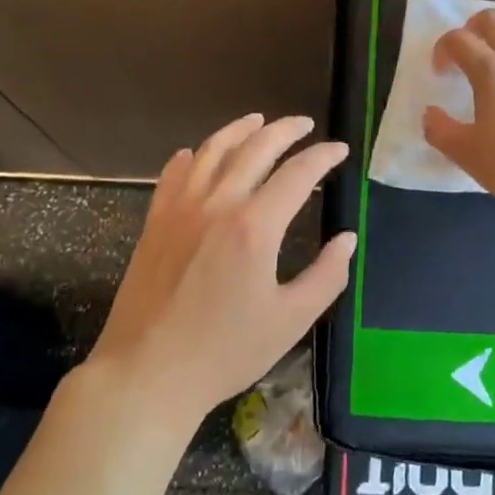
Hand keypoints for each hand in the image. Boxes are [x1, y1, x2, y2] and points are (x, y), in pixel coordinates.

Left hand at [90, 114, 354, 422]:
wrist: (146, 374)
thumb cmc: (224, 352)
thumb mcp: (290, 321)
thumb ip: (326, 276)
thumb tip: (347, 239)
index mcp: (255, 227)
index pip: (298, 174)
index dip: (323, 156)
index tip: (340, 150)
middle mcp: (218, 205)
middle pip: (255, 149)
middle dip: (285, 130)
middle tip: (304, 124)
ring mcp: (180, 210)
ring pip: (212, 152)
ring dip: (239, 130)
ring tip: (258, 120)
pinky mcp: (155, 223)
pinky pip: (174, 175)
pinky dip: (191, 156)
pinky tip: (198, 153)